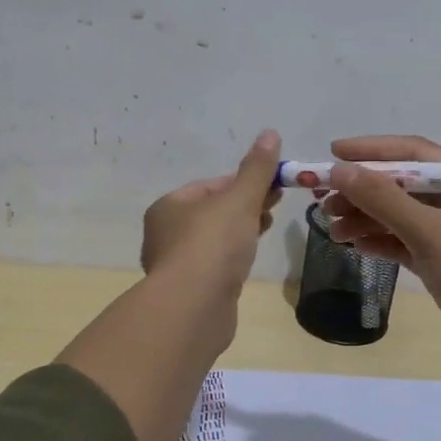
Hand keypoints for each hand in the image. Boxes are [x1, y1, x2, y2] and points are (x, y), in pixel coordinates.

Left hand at [140, 129, 282, 290]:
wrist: (194, 307)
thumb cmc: (213, 244)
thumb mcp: (240, 199)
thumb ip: (256, 169)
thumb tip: (270, 132)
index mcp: (168, 206)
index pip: (210, 185)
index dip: (242, 182)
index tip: (271, 186)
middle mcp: (165, 233)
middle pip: (212, 212)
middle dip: (244, 206)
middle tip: (275, 205)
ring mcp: (176, 265)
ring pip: (214, 240)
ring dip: (240, 232)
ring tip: (266, 229)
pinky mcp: (190, 291)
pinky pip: (215, 265)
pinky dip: (233, 258)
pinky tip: (248, 261)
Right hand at [321, 135, 440, 371]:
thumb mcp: (428, 230)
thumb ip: (382, 198)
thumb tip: (339, 170)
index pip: (413, 153)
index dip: (371, 150)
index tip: (333, 153)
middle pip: (402, 185)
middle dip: (362, 190)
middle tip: (324, 200)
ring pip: (400, 215)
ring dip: (365, 218)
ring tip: (331, 229)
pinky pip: (404, 242)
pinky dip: (380, 241)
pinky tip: (354, 245)